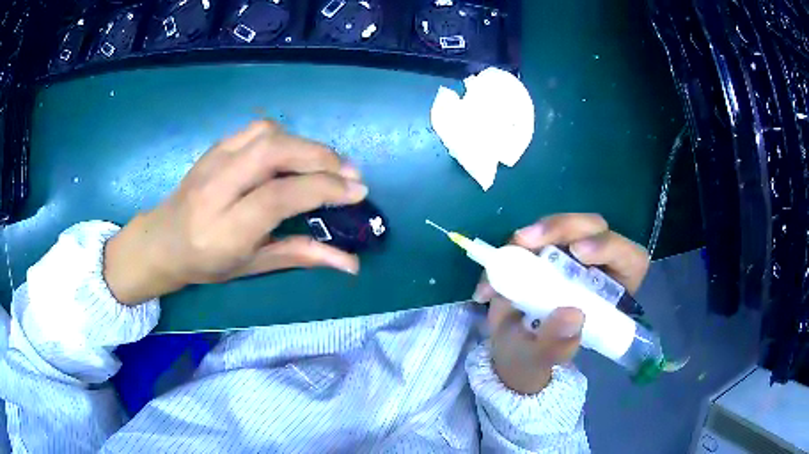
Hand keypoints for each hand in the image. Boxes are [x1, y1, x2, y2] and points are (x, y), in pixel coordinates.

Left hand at [104, 120, 367, 304]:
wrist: (161, 240)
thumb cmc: (206, 263)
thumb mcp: (252, 267)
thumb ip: (300, 257)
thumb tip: (351, 263)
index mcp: (224, 230)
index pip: (278, 197)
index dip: (322, 189)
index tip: (357, 192)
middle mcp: (216, 189)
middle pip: (273, 152)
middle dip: (321, 157)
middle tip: (350, 173)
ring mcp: (212, 162)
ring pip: (267, 134)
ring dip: (305, 144)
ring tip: (327, 164)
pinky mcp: (214, 147)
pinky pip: (256, 129)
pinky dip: (285, 136)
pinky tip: (295, 154)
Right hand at [473, 213, 649, 393]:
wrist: (509, 349)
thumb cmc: (534, 357)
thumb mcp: (542, 359)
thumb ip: (556, 346)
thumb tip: (573, 315)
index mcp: (614, 293)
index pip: (629, 258)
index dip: (609, 247)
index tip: (578, 253)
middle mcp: (599, 267)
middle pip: (595, 229)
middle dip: (563, 228)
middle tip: (527, 241)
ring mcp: (572, 254)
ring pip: (565, 226)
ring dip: (537, 233)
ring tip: (508, 251)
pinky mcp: (548, 248)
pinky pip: (536, 235)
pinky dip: (514, 246)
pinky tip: (496, 263)